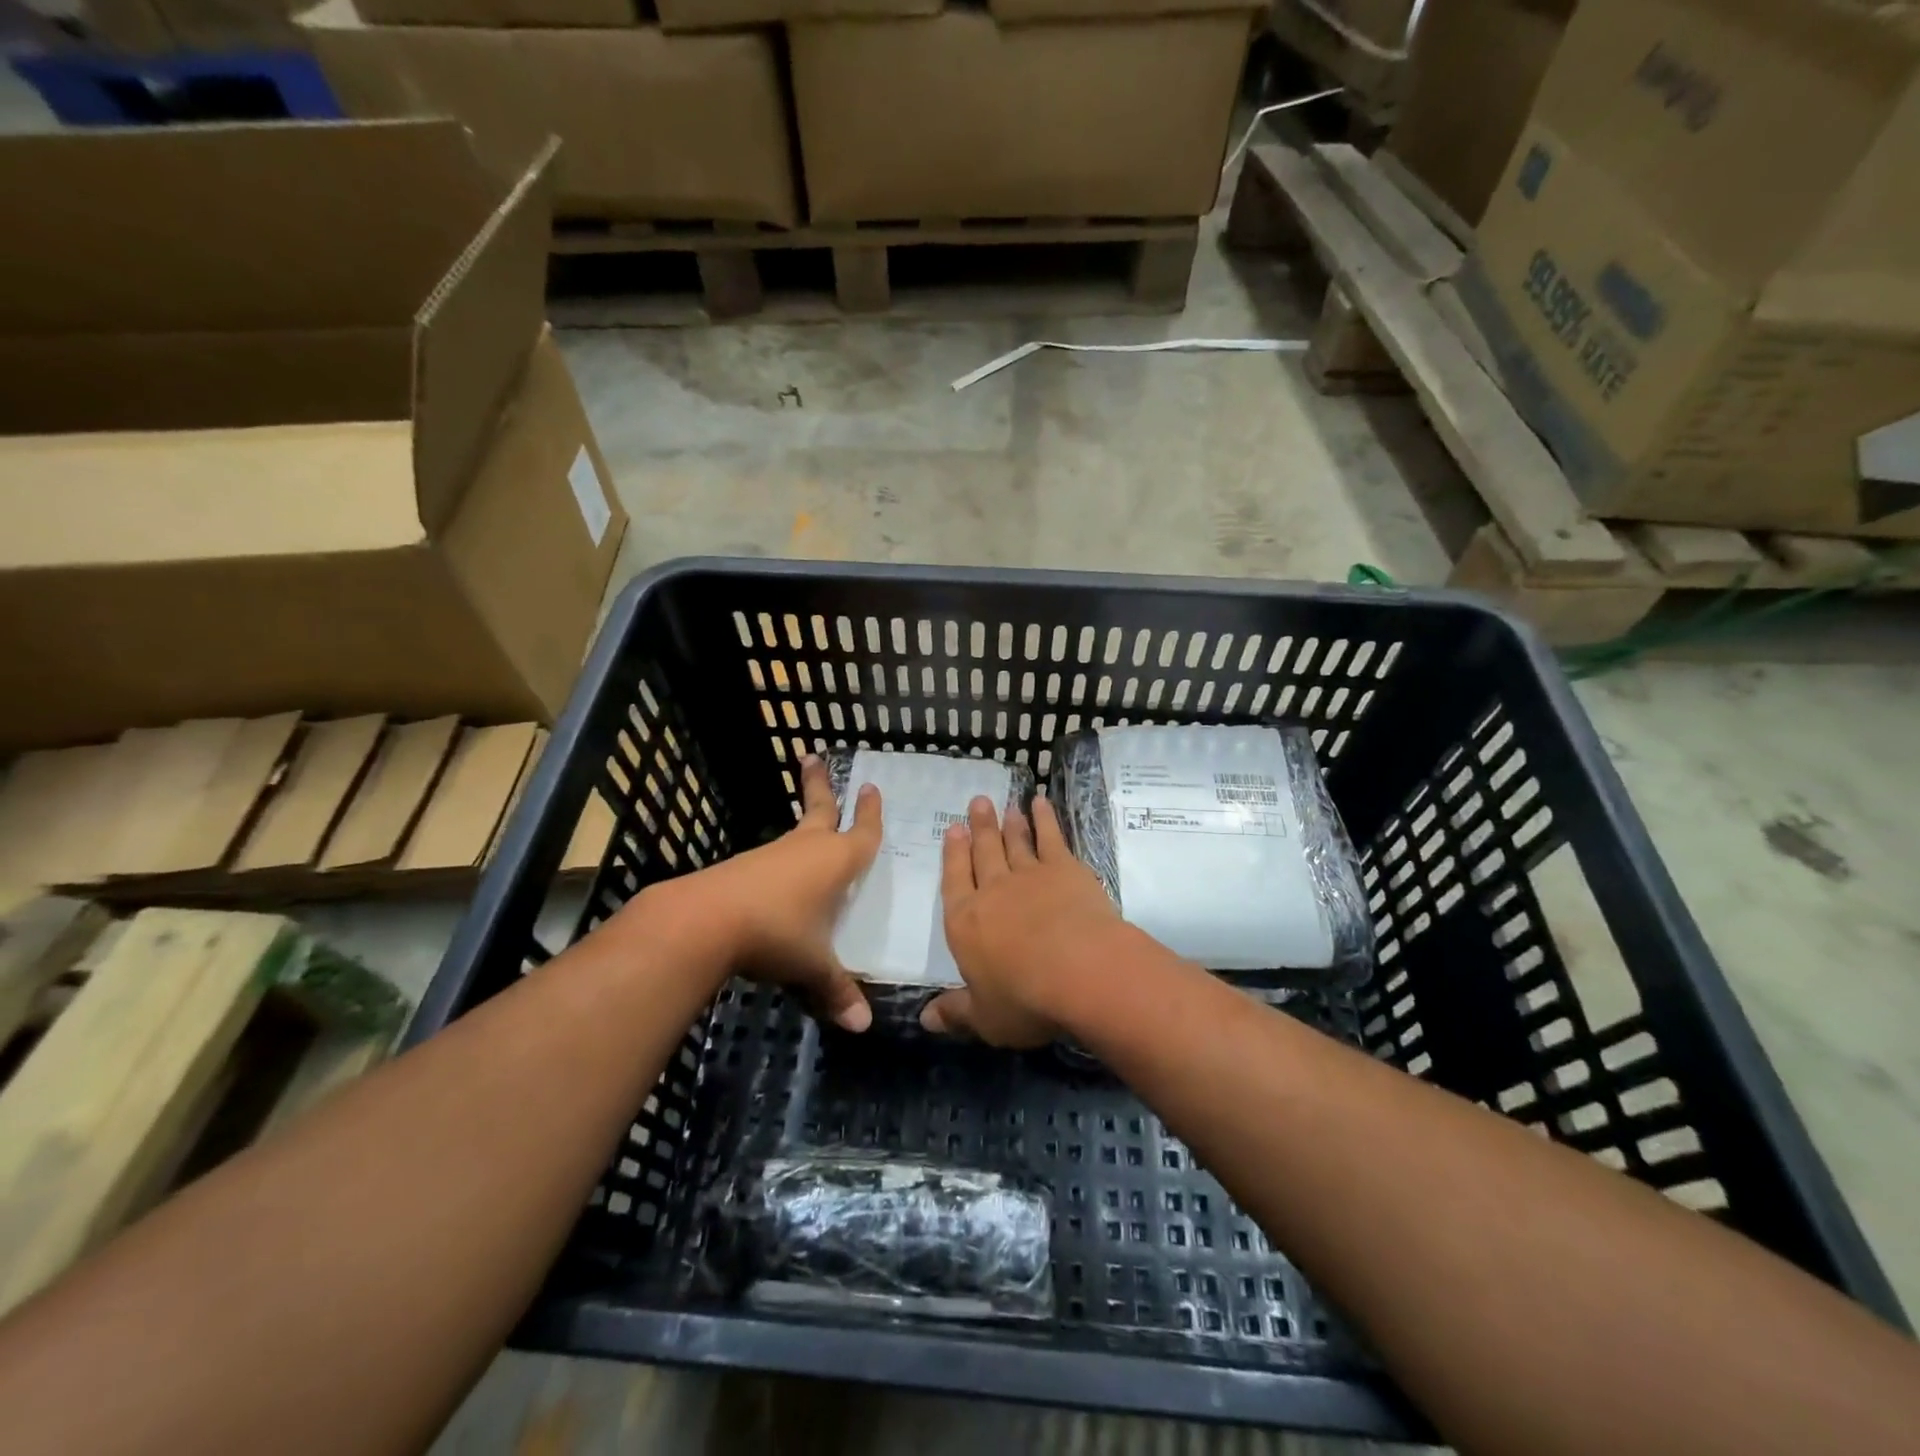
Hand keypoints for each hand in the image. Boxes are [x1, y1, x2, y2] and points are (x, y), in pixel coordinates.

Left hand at [633, 755, 881, 1030]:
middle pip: (819, 808)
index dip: (870, 814)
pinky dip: (783, 858)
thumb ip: (836, 991)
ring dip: (803, 822)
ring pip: (795, 833)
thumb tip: (863, 1026)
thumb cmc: (776, 932)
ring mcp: (772, 856)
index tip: (871, 788)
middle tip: (811, 756)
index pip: (862, 833)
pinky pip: (774, 857)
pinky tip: (779, 878)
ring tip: (810, 823)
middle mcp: (806, 849)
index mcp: (835, 861)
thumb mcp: (812, 965)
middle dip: (820, 784)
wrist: (705, 920)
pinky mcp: (744, 868)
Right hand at [922, 792, 1121, 1045]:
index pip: (954, 881)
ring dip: (1009, 823)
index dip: (953, 855)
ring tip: (1004, 805)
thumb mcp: (984, 1018)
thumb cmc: (1026, 1000)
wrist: (1082, 972)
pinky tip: (1041, 803)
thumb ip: (955, 1013)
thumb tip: (924, 1019)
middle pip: (983, 853)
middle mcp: (992, 891)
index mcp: (965, 922)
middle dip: (978, 828)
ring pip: (1014, 842)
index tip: (953, 830)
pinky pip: (1050, 837)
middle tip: (977, 802)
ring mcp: (1029, 876)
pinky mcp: (1064, 869)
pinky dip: (1045, 818)